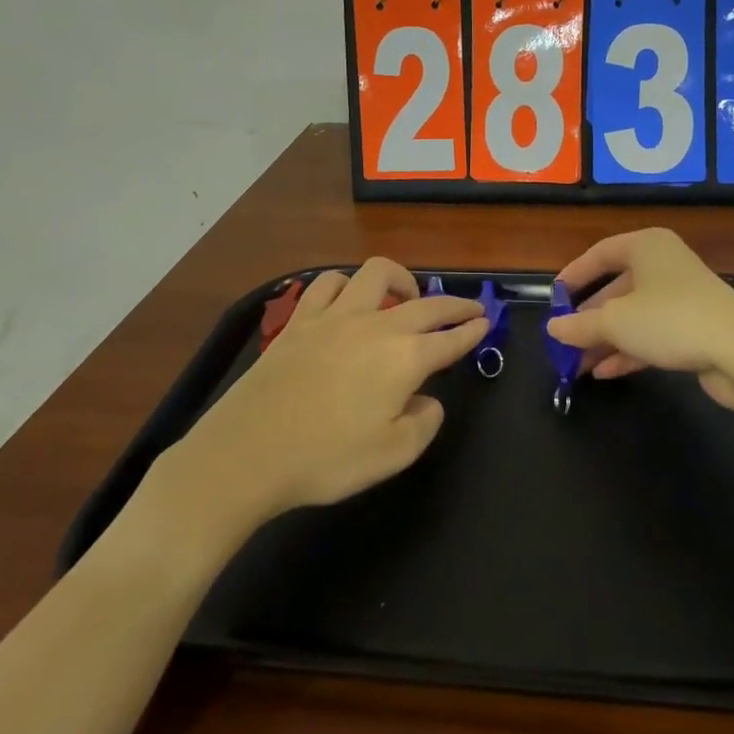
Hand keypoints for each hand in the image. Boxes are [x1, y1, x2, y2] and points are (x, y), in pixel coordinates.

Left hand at [169, 258, 486, 525]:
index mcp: (404, 358)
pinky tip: (348, 299)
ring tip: (406, 298)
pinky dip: (347, 285)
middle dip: (454, 303)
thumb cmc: (326, 459)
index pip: (450, 338)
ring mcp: (334, 317)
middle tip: (469, 307)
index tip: (486, 322)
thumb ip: (424, 423)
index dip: (472, 330)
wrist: (248, 454)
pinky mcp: (299, 320)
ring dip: (400, 280)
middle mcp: (375, 326)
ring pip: (375, 274)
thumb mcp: (392, 455)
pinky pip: (328, 283)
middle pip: (425, 303)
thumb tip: (427, 400)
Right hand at [546, 229, 733, 411]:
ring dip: (604, 340)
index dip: (573, 276)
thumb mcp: (615, 321)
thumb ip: (579, 325)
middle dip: (588, 318)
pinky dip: (627, 351)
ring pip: (632, 316)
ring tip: (576, 365)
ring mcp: (680, 297)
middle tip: (563, 340)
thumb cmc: (669, 319)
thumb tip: (553, 329)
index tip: (553, 300)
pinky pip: (650, 335)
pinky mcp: (693, 328)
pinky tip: (604, 373)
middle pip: (615, 288)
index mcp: (646, 246)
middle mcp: (663, 265)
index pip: (600, 254)